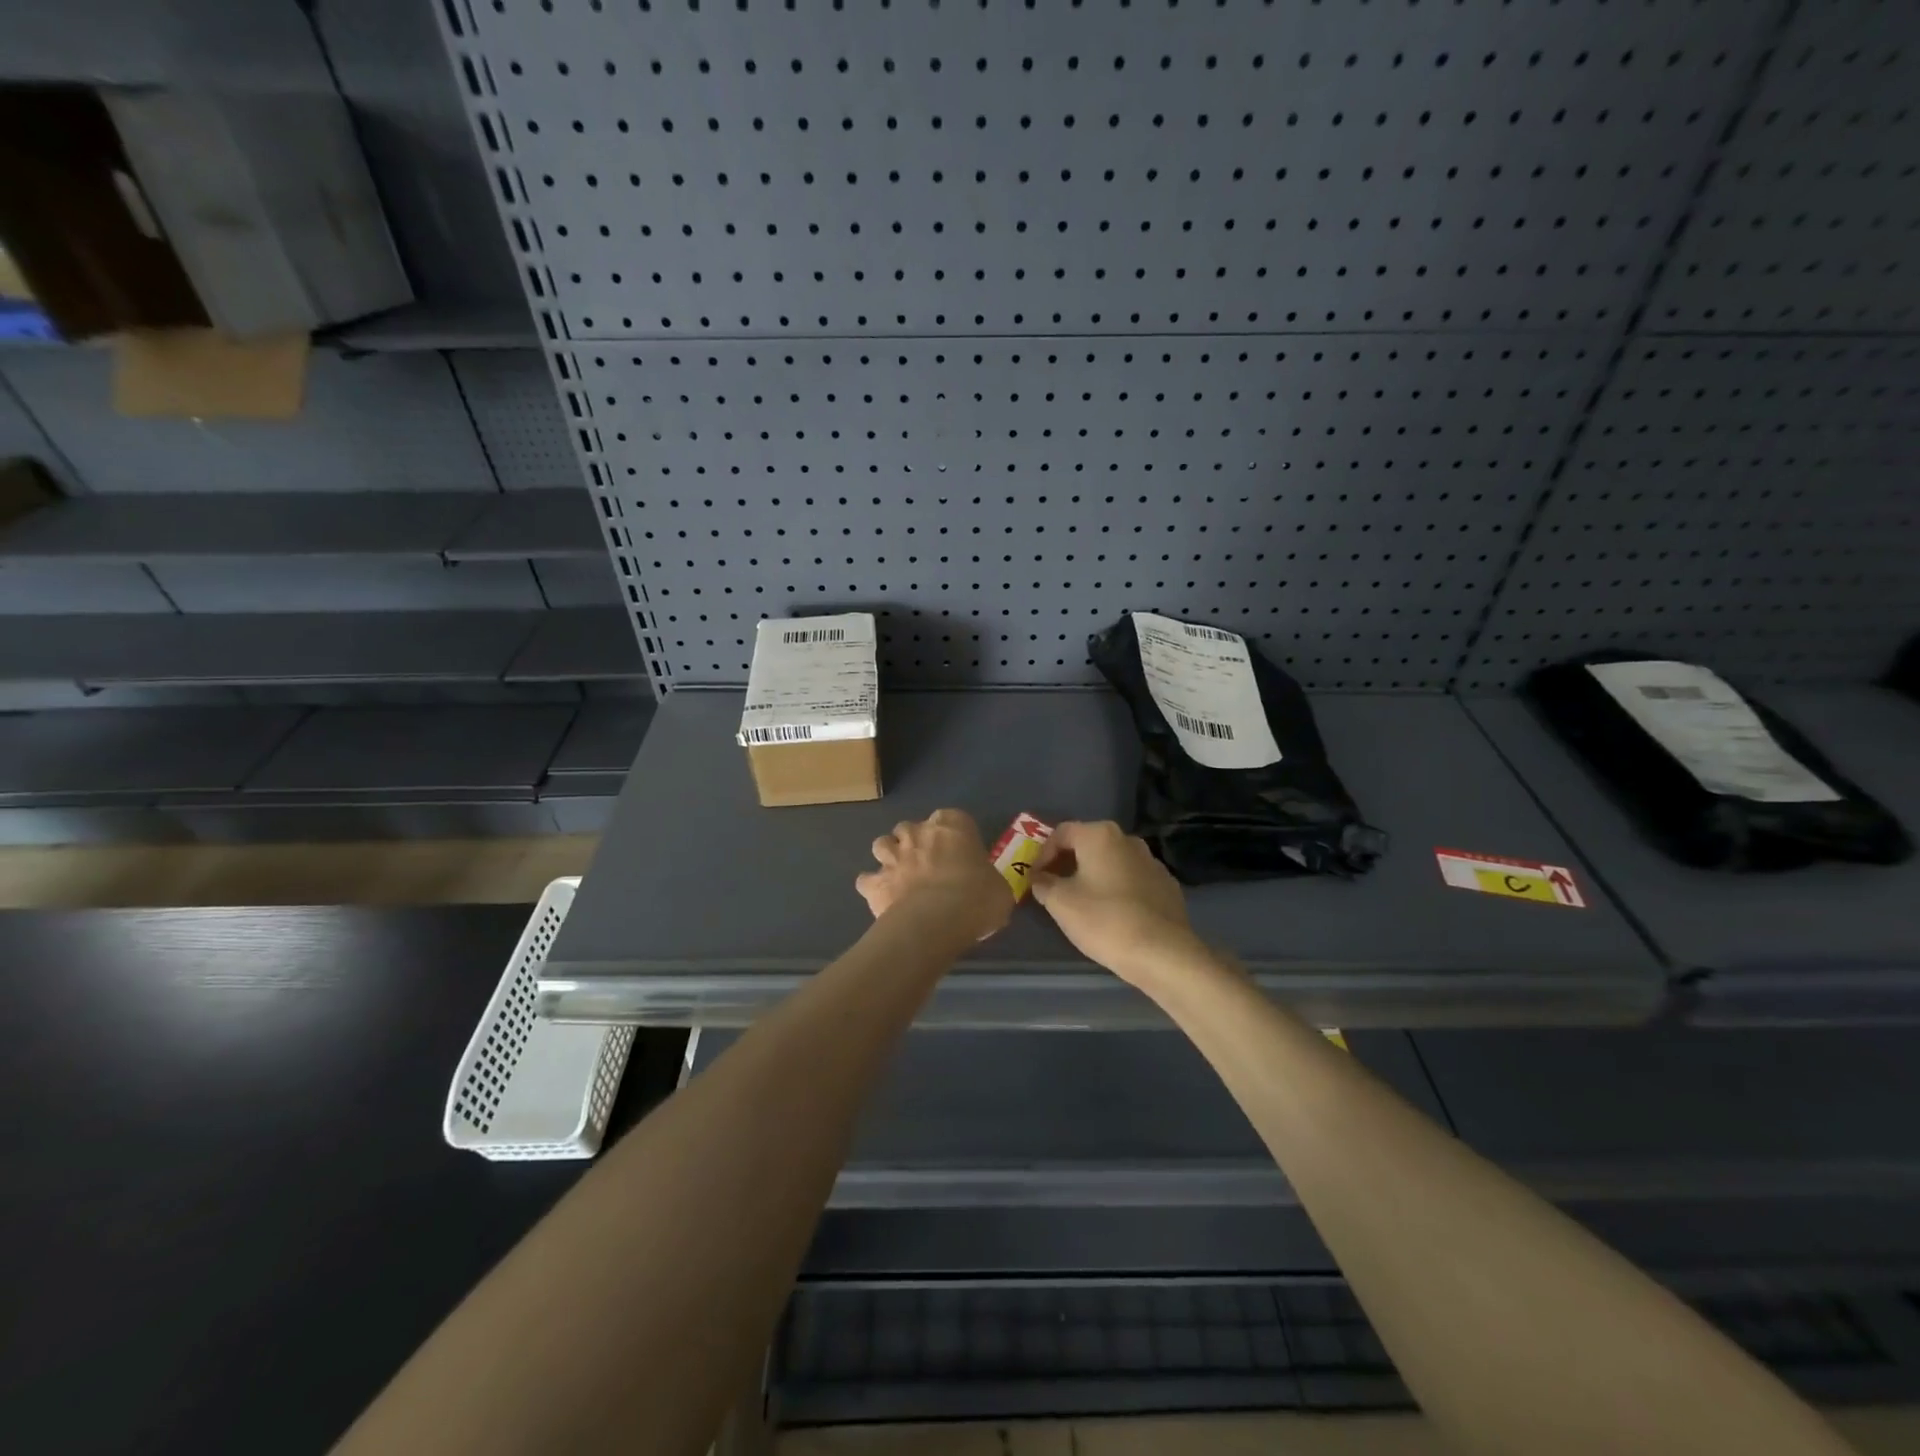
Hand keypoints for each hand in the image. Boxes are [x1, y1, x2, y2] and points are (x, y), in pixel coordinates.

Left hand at [856, 809, 1011, 941]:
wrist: (937, 921)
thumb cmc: (977, 898)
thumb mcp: (999, 889)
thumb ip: (988, 881)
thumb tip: (987, 890)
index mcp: (952, 826)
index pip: (952, 818)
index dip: (953, 835)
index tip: (959, 853)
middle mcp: (918, 832)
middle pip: (910, 827)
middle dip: (915, 841)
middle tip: (928, 865)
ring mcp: (892, 856)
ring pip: (882, 844)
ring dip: (889, 856)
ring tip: (900, 875)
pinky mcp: (874, 882)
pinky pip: (866, 879)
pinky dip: (872, 886)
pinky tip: (882, 898)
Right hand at [1030, 821, 1212, 986]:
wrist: (1162, 953)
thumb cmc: (1104, 920)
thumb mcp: (1060, 903)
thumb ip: (1044, 884)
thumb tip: (1040, 878)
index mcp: (1100, 836)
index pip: (1061, 833)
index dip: (1042, 854)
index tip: (1034, 878)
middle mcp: (1128, 840)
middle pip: (1088, 844)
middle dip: (1067, 863)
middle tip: (1053, 887)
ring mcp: (1152, 862)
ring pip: (1112, 862)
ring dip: (1093, 875)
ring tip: (1082, 902)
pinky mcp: (1167, 886)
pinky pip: (1132, 880)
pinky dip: (1117, 889)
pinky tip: (1112, 914)